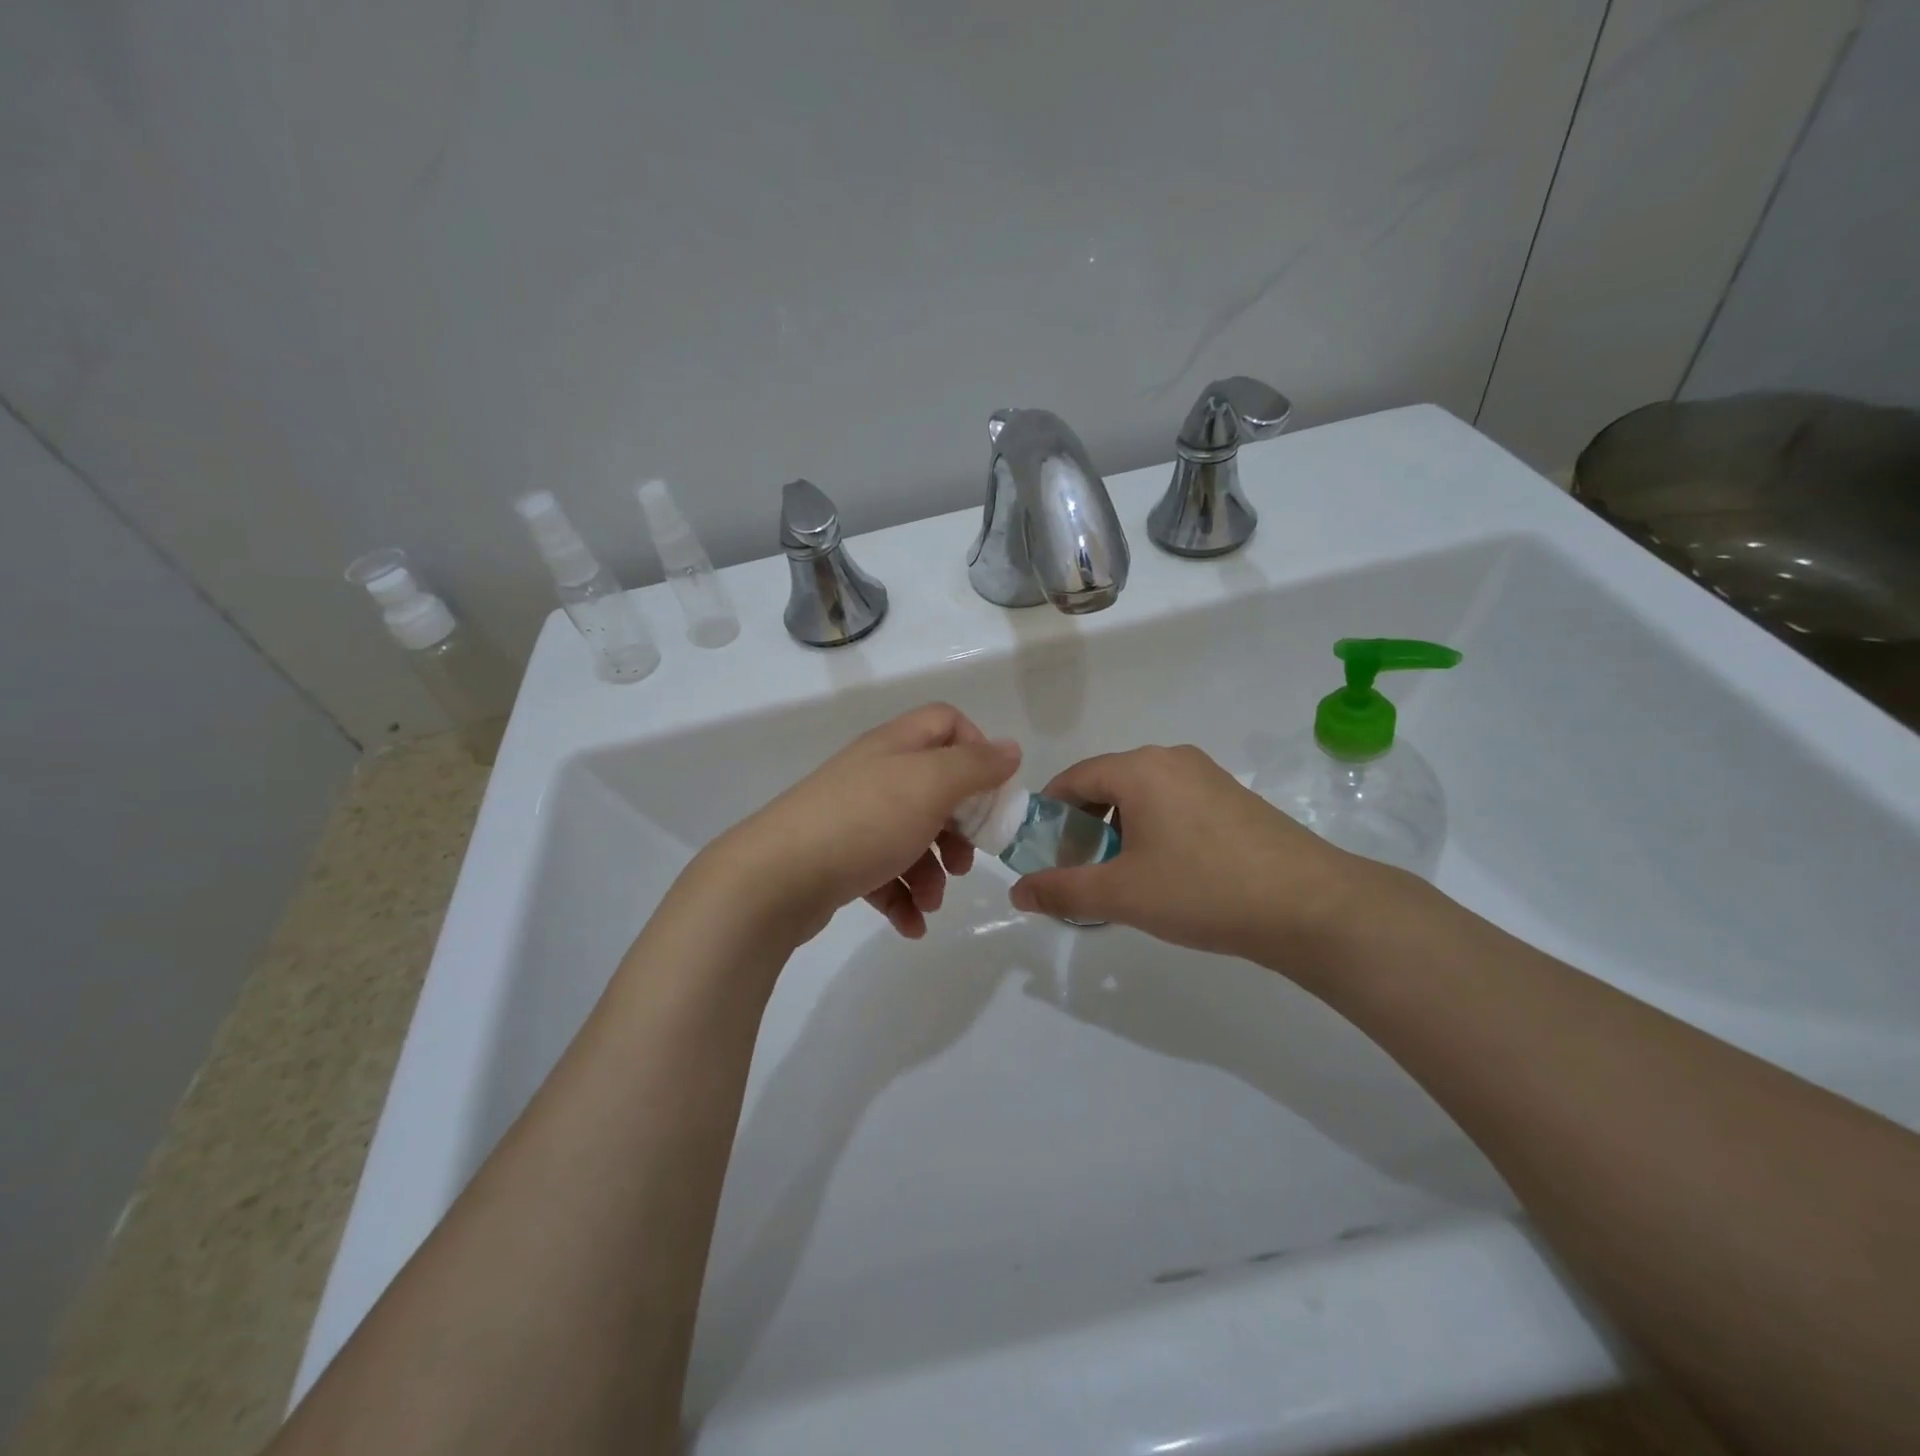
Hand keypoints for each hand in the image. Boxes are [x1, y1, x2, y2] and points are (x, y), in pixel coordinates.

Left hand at [699, 703, 1020, 944]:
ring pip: (912, 836)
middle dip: (959, 827)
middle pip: (934, 787)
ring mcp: (853, 818)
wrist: (774, 879)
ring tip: (932, 900)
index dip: (977, 749)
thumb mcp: (930, 785)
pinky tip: (911, 925)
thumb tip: (1009, 749)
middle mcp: (874, 775)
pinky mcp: (838, 859)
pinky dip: (902, 898)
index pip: (946, 723)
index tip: (991, 792)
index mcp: (895, 747)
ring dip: (933, 872)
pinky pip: (884, 874)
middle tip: (966, 858)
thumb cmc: (863, 822)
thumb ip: (975, 766)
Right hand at [1007, 745, 1370, 966]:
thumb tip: (1016, 892)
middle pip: (1107, 784)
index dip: (1048, 814)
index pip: (1073, 778)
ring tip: (1123, 878)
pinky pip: (1174, 805)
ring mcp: (1208, 776)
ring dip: (1119, 831)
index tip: (1041, 853)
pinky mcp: (1234, 798)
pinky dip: (1154, 831)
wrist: (1311, 906)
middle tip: (1080, 871)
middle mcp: (1172, 759)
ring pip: (1142, 796)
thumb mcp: (1122, 894)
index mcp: (1140, 768)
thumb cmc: (1203, 890)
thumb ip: (1062, 890)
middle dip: (1084, 826)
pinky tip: (1167, 873)